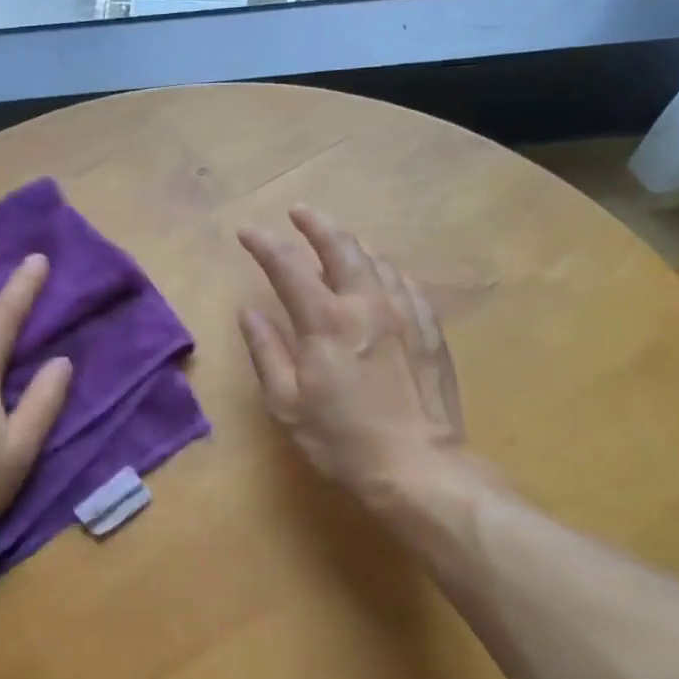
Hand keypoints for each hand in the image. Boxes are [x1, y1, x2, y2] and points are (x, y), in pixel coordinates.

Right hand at [237, 207, 464, 500]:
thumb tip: (250, 312)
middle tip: (299, 212)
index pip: (288, 267)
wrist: (418, 466)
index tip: (247, 232)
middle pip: (341, 246)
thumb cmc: (342, 440)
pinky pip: (407, 284)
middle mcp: (366, 304)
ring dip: (352, 243)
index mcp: (326, 321)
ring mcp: (405, 313)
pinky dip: (386, 270)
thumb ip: (267, 351)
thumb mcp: (287, 403)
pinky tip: (383, 275)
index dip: (265, 244)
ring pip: (377, 260)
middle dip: (316, 223)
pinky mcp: (430, 329)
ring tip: (337, 239)